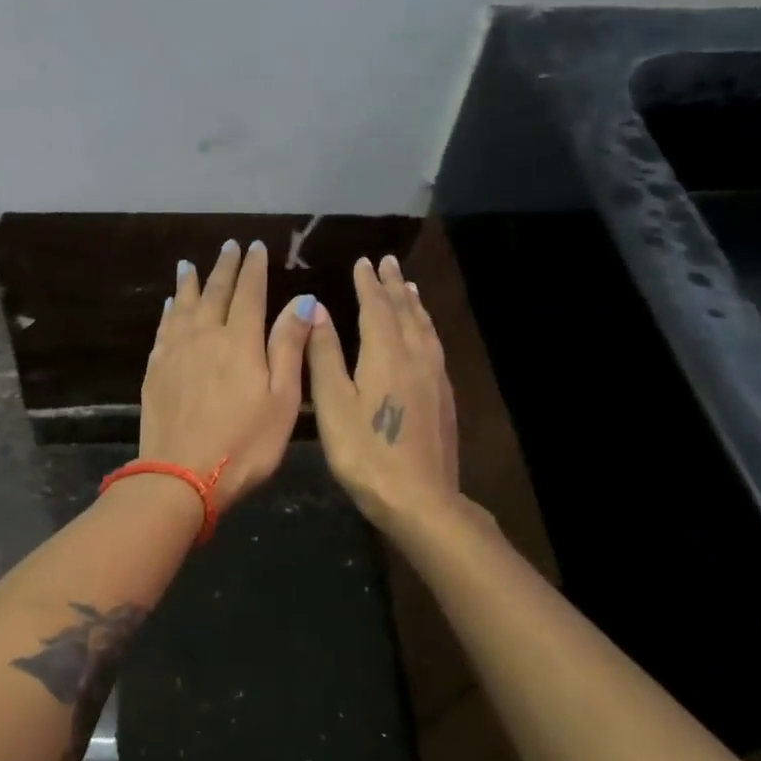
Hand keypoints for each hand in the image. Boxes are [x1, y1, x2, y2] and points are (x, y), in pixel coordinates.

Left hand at [141, 239, 313, 512]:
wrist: (180, 476)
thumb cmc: (244, 444)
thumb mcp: (282, 399)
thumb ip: (289, 346)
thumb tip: (302, 300)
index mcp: (240, 340)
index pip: (249, 293)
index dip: (254, 268)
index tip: (256, 247)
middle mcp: (205, 335)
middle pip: (215, 292)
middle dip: (225, 267)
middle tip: (229, 246)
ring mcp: (175, 351)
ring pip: (184, 305)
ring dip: (190, 282)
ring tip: (190, 265)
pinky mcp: (155, 370)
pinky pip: (164, 328)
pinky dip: (169, 311)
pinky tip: (170, 305)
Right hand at [306, 255, 461, 531]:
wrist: (421, 499)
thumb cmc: (365, 452)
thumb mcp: (333, 403)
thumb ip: (324, 354)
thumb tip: (315, 309)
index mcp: (386, 354)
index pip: (376, 308)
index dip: (368, 284)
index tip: (363, 262)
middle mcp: (415, 357)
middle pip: (405, 312)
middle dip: (394, 285)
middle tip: (388, 262)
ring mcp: (435, 378)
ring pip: (424, 328)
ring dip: (413, 304)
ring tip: (409, 287)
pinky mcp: (444, 398)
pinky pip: (434, 346)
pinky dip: (425, 327)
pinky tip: (424, 335)